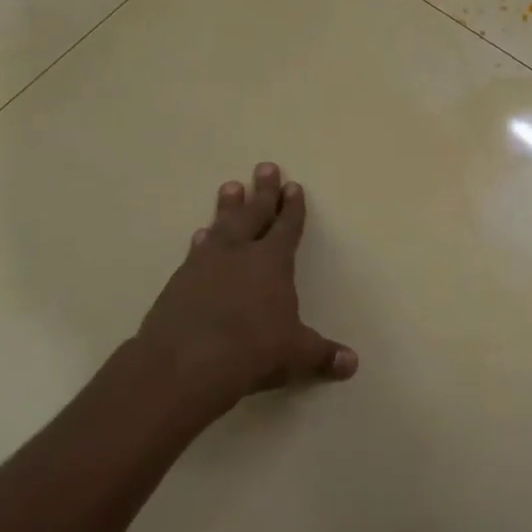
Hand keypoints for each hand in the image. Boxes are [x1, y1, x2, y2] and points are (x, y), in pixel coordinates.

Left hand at [132, 163, 356, 419]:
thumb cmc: (252, 351)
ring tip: (229, 187)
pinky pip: (196, 251)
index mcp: (272, 263)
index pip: (287, 227)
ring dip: (228, 207)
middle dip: (262, 192)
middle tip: (265, 167)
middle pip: (254, 214)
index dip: (292, 207)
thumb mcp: (296, 355)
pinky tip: (200, 235)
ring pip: (221, 226)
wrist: (184, 364)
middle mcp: (239, 254)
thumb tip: (352, 364)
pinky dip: (202, 240)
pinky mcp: (178, 282)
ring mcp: (205, 265)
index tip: (293, 186)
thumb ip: (323, 356)